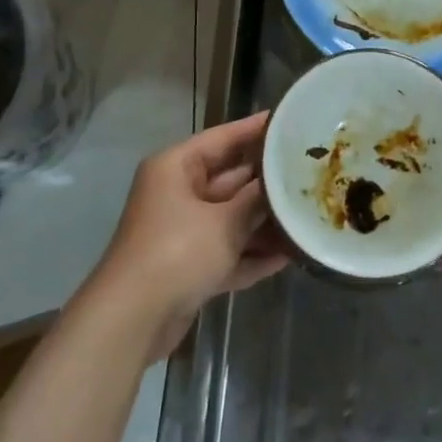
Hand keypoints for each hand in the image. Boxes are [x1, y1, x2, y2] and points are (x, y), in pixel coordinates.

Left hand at [88, 111, 287, 357]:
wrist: (132, 320)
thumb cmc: (176, 252)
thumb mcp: (224, 222)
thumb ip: (256, 200)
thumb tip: (280, 183)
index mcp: (176, 168)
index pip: (222, 138)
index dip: (256, 129)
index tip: (289, 121)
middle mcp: (176, 193)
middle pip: (230, 179)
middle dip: (267, 183)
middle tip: (310, 174)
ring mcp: (181, 231)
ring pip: (230, 218)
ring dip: (264, 223)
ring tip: (307, 216)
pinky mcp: (187, 266)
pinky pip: (226, 251)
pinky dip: (251, 253)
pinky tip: (289, 255)